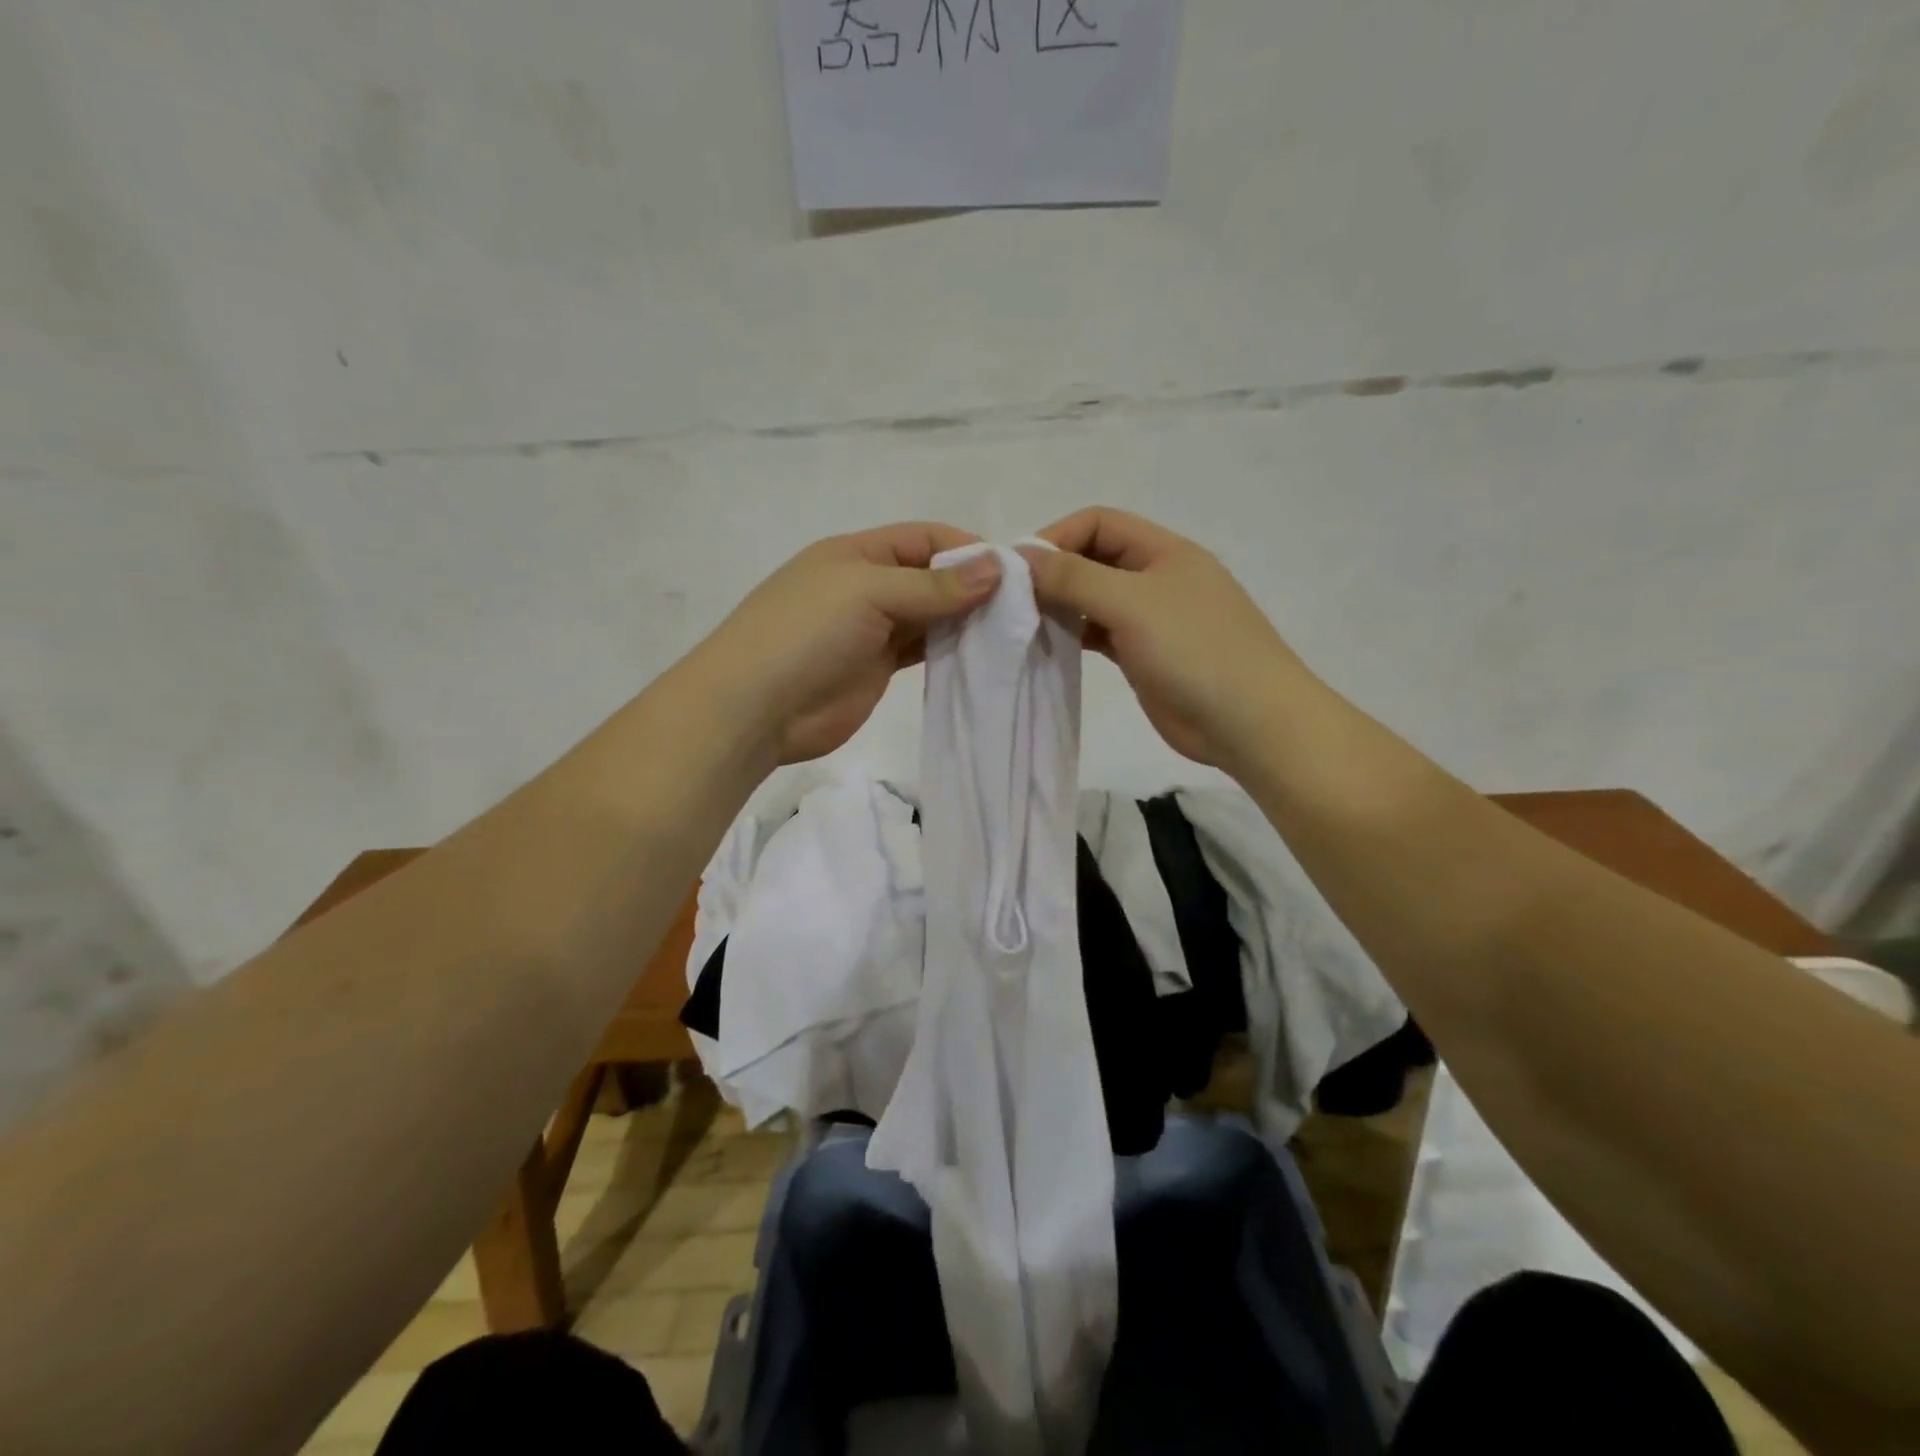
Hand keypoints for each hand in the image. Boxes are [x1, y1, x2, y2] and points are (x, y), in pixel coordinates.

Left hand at [692, 522, 1001, 763]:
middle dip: (972, 587)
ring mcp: (872, 630)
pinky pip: (922, 651)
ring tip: (1011, 632)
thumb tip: (996, 569)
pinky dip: (950, 650)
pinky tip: (982, 654)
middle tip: (1022, 607)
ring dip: (965, 621)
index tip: (1014, 572)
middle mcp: (867, 586)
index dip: (967, 549)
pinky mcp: (877, 669)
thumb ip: (932, 586)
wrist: (755, 708)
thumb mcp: (869, 593)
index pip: (924, 538)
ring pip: (930, 616)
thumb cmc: (806, 633)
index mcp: (858, 554)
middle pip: (930, 577)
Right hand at [1022, 508, 1307, 767]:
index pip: (1099, 523)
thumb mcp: (1131, 603)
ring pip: (1095, 599)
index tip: (1019, 570)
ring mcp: (1152, 620)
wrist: (1249, 723)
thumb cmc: (1195, 650)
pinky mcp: (1144, 656)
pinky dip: (1075, 635)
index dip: (1056, 538)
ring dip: (1062, 606)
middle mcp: (1157, 578)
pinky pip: (1100, 634)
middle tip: (1014, 601)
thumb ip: (1074, 578)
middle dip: (1055, 573)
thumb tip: (1020, 557)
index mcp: (1164, 551)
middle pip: (1094, 559)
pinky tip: (1051, 647)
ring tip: (1025, 625)